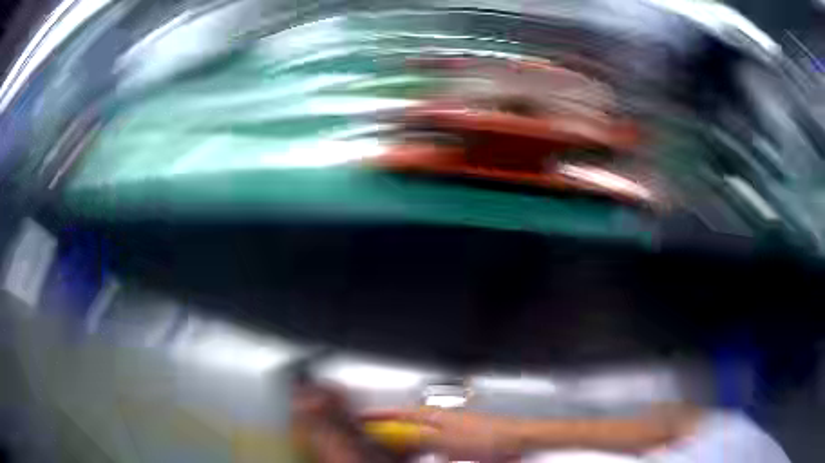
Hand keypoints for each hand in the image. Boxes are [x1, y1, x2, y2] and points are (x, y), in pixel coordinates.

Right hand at [364, 407, 523, 460]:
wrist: (514, 439)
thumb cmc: (485, 436)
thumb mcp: (446, 441)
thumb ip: (420, 439)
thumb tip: (398, 437)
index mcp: (435, 415)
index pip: (400, 412)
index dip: (380, 415)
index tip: (363, 417)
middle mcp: (441, 419)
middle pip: (408, 424)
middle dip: (391, 431)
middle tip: (377, 440)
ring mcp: (451, 430)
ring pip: (421, 437)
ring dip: (409, 445)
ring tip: (398, 452)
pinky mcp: (460, 441)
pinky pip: (436, 446)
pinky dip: (427, 452)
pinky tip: (430, 458)